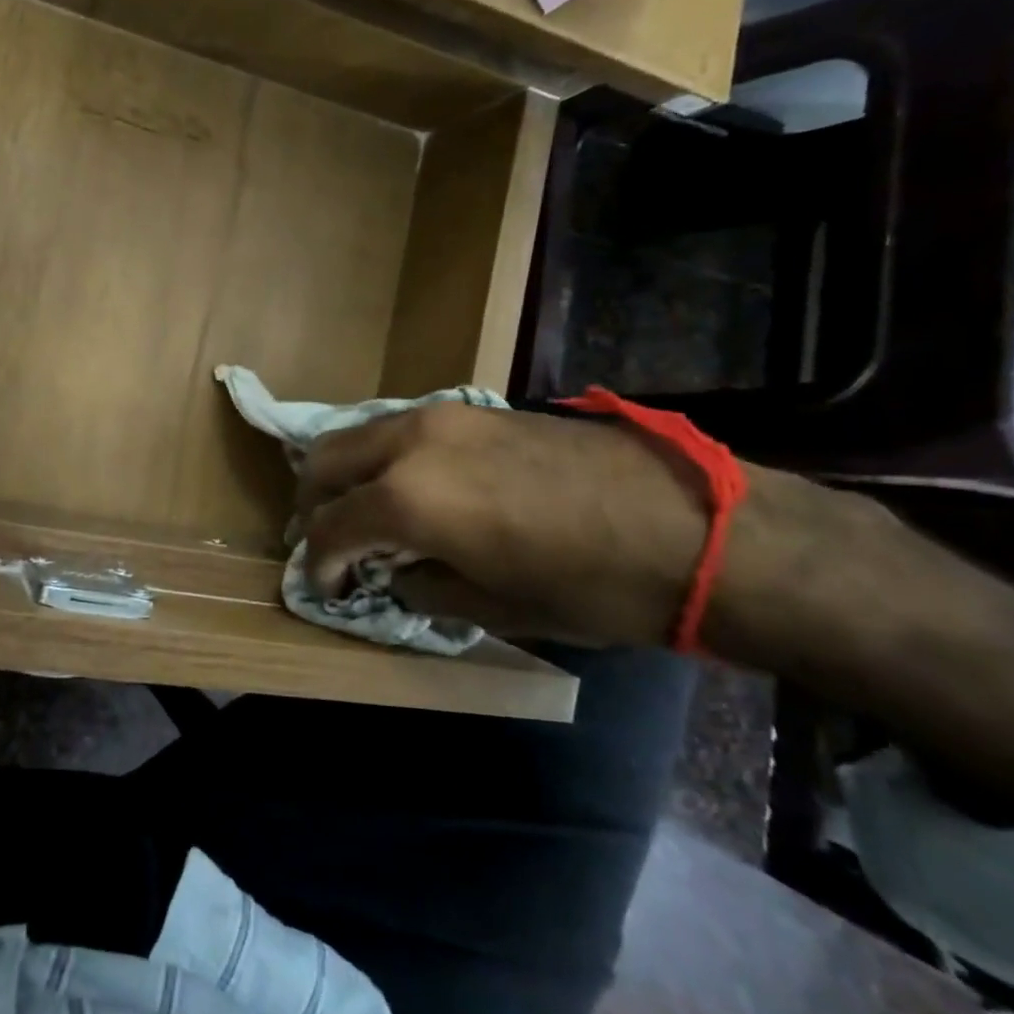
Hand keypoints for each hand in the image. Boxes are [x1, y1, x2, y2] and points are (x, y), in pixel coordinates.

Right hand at [296, 403, 708, 648]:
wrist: (697, 523)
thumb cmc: (593, 585)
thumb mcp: (498, 606)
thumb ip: (425, 587)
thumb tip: (394, 575)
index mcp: (409, 499)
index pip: (331, 527)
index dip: (319, 564)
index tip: (325, 588)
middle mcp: (410, 443)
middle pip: (327, 460)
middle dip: (316, 504)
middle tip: (331, 543)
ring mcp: (443, 415)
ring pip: (362, 434)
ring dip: (350, 474)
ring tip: (368, 514)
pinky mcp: (476, 407)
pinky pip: (403, 428)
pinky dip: (388, 458)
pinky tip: (416, 488)